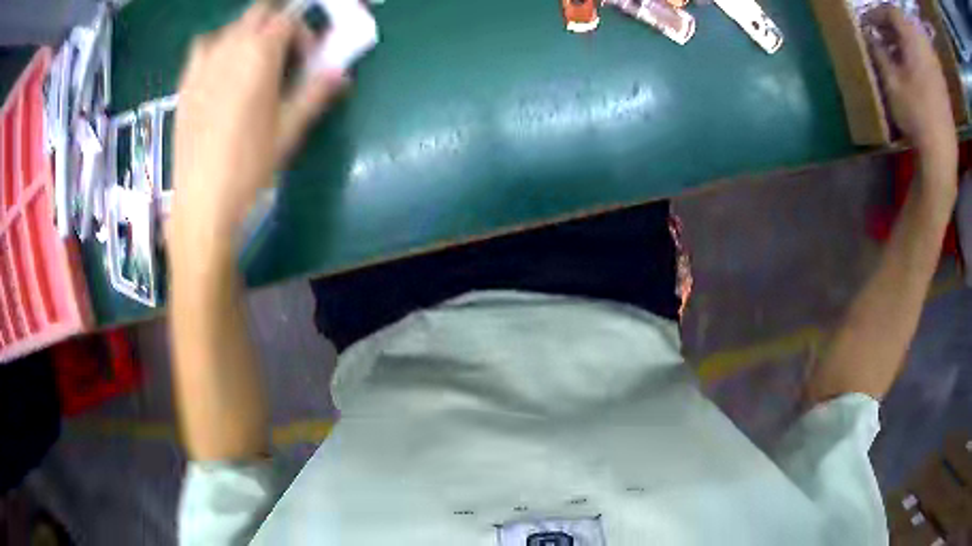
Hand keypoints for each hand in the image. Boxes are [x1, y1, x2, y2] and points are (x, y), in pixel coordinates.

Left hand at [171, 3, 345, 242]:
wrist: (202, 200)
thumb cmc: (249, 165)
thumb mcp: (290, 130)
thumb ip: (315, 93)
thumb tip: (342, 73)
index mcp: (260, 54)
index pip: (288, 20)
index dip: (304, 34)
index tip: (308, 59)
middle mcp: (230, 48)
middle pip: (258, 12)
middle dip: (277, 23)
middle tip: (284, 52)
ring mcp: (203, 64)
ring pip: (230, 27)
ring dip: (247, 33)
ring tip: (250, 62)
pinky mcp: (185, 84)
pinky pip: (202, 47)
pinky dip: (217, 47)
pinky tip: (219, 72)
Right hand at [864, 6, 956, 164]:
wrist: (941, 159)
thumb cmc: (916, 117)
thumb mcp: (891, 82)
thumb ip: (879, 54)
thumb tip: (870, 37)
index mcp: (913, 42)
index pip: (891, 12)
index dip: (877, 14)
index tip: (868, 25)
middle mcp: (925, 52)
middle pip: (905, 27)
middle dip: (891, 28)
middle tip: (879, 39)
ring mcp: (936, 72)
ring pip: (917, 46)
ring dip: (904, 45)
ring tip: (894, 57)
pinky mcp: (942, 90)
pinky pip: (926, 63)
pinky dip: (916, 61)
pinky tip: (911, 74)